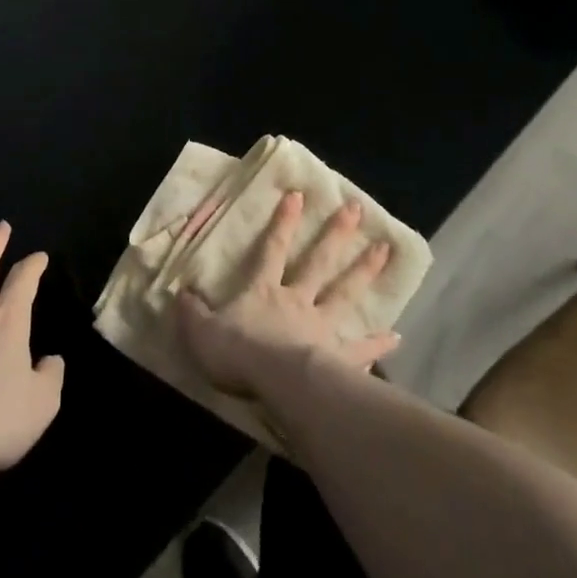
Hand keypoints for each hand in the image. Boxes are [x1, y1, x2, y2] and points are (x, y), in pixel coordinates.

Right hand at [178, 191, 399, 396]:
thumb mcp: (201, 330)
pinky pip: (361, 349)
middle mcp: (296, 300)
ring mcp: (321, 326)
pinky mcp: (339, 357)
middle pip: (319, 261)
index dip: (284, 222)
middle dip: (337, 234)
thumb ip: (192, 311)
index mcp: (264, 290)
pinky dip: (379, 344)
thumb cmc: (237, 352)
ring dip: (365, 271)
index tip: (299, 195)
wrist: (274, 383)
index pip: (272, 248)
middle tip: (357, 209)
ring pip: (345, 292)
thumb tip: (179, 292)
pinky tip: (397, 338)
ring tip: (385, 251)